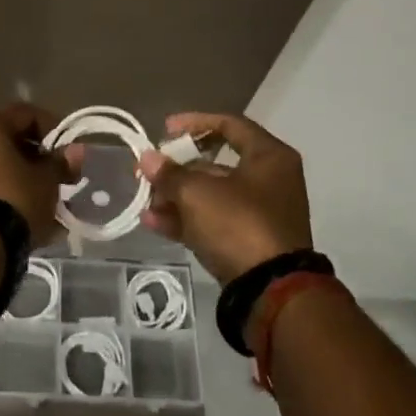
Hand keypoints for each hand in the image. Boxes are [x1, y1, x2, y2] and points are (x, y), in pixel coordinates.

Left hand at [0, 103, 80, 248]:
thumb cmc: (14, 199)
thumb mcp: (46, 181)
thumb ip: (60, 163)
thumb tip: (76, 151)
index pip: (25, 114)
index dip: (52, 128)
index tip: (68, 150)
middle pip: (6, 141)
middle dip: (34, 159)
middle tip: (58, 178)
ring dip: (19, 180)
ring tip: (44, 203)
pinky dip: (2, 197)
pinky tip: (23, 218)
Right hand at [137, 112, 312, 284]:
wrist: (270, 291)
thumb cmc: (238, 224)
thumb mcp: (197, 193)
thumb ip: (169, 173)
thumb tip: (147, 158)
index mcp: (269, 157)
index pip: (229, 124)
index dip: (194, 123)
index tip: (164, 129)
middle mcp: (270, 181)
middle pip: (216, 163)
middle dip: (177, 168)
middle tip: (149, 171)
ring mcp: (260, 214)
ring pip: (212, 195)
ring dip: (176, 196)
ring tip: (145, 201)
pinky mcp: (250, 243)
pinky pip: (214, 222)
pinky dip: (186, 220)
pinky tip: (153, 223)